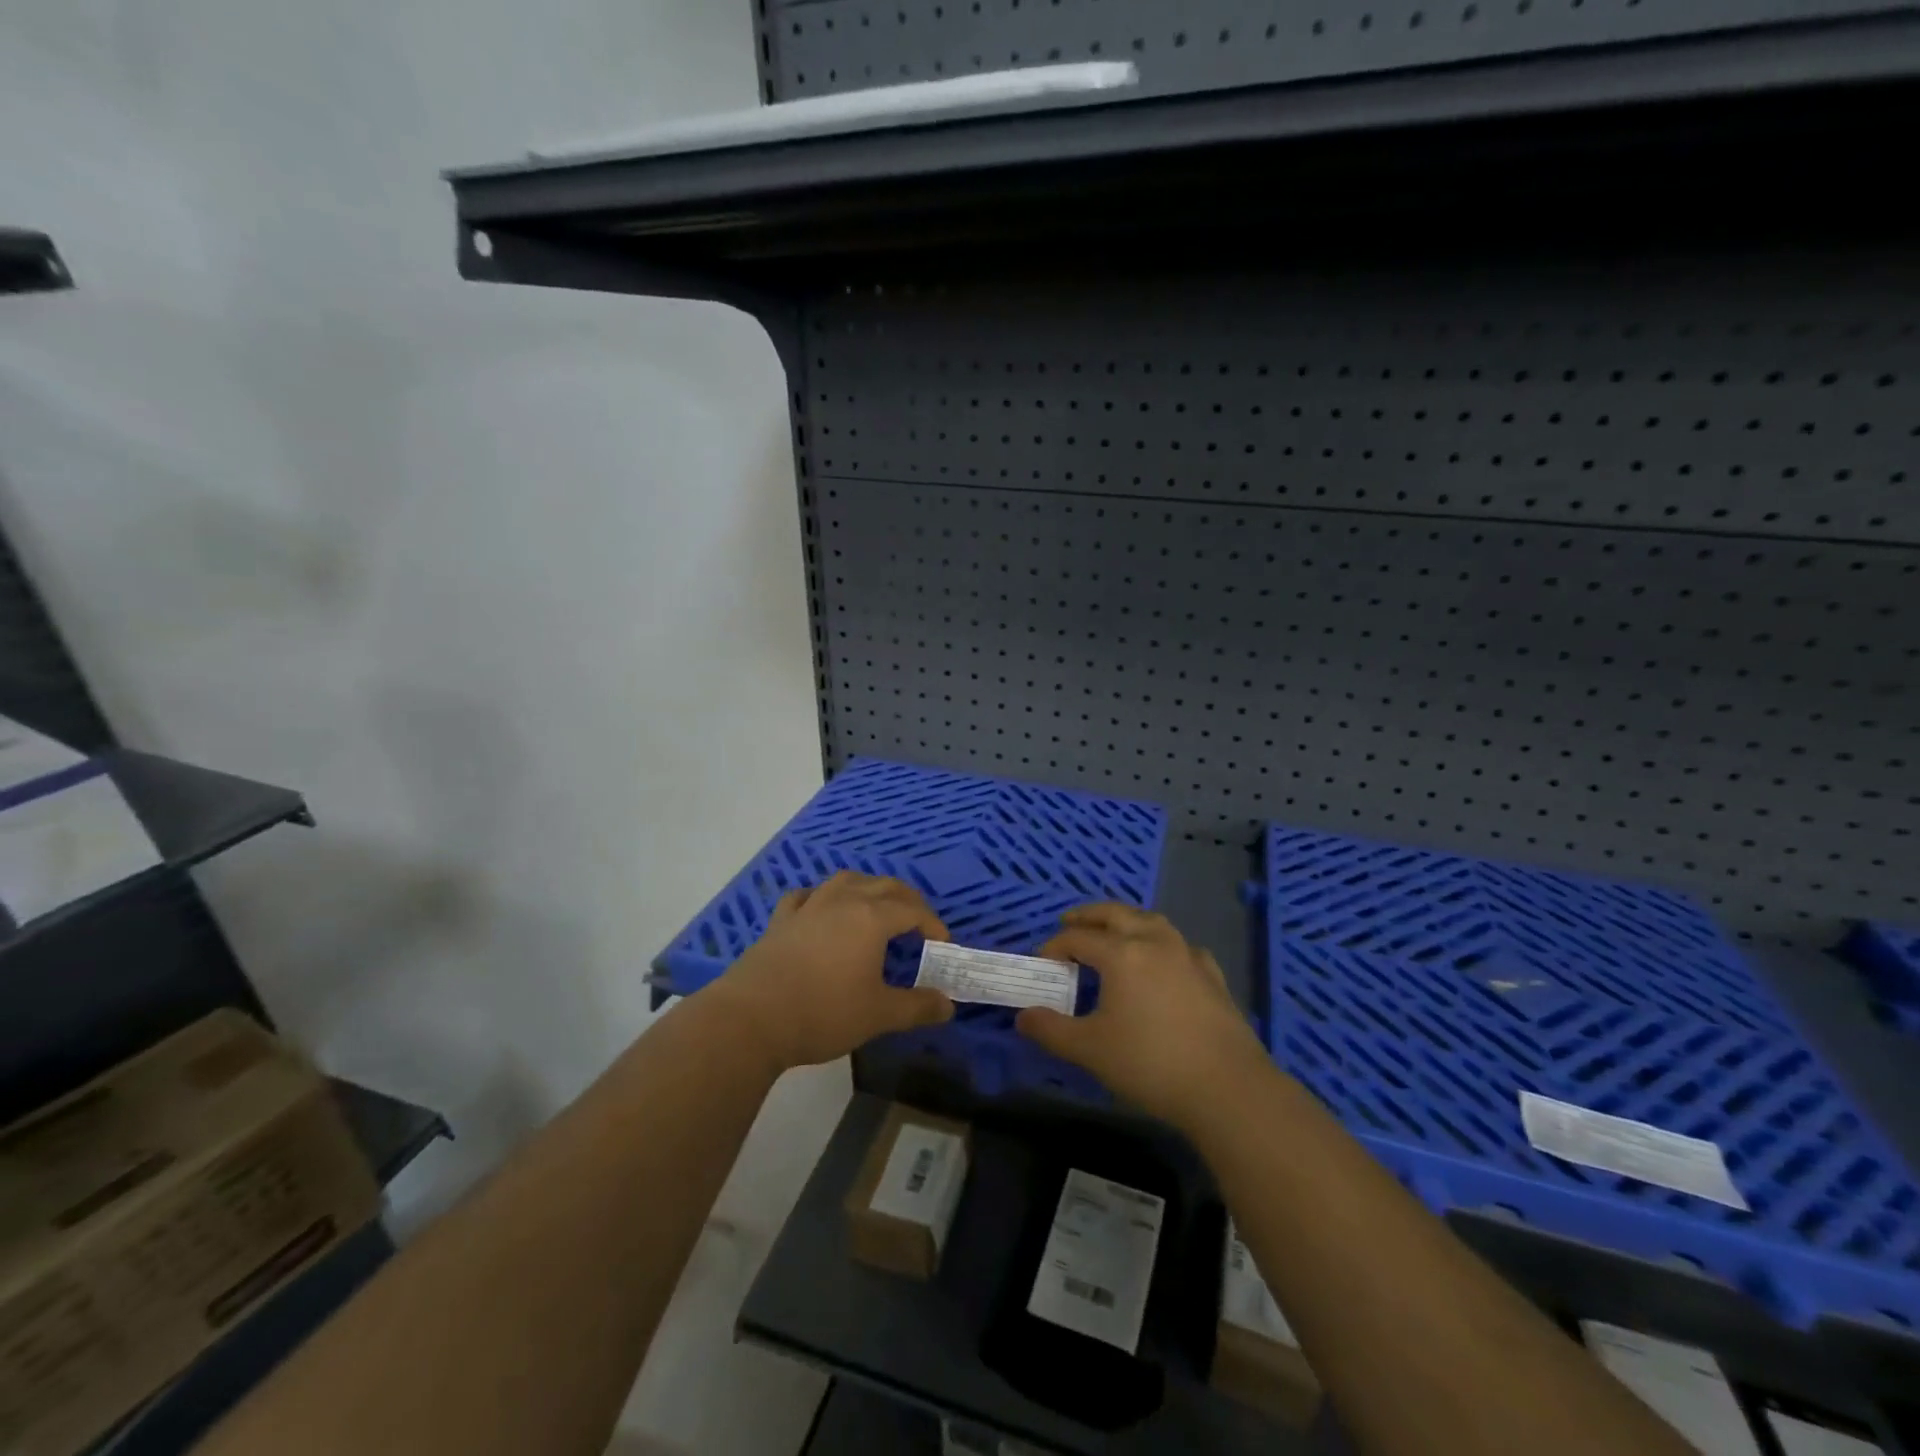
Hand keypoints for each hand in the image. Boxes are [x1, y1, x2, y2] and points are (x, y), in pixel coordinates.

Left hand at [707, 871, 954, 1072]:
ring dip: (868, 888)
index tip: (941, 944)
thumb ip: (917, 1007)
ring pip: (846, 881)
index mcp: (872, 917)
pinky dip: (822, 897)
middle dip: (907, 900)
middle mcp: (843, 901)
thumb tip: (948, 1005)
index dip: (932, 924)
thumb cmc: (824, 1012)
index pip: (913, 910)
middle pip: (884, 886)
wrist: (752, 1018)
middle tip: (918, 922)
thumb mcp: (879, 1015)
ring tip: (876, 907)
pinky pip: (807, 895)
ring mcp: (809, 906)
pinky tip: (822, 909)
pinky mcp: (781, 919)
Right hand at [1015, 904, 1266, 1129]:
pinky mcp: (1212, 975)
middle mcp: (1154, 942)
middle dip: (1089, 915)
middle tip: (1070, 921)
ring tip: (1113, 932)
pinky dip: (1161, 942)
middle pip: (1116, 914)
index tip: (1042, 964)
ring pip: (1151, 921)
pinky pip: (1180, 945)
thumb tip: (1023, 1016)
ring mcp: (1187, 956)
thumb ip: (1051, 1030)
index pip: (1078, 938)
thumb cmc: (1150, 1063)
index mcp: (1122, 953)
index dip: (1055, 947)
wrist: (1227, 1088)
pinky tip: (1163, 960)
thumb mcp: (1090, 1050)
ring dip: (1127, 920)